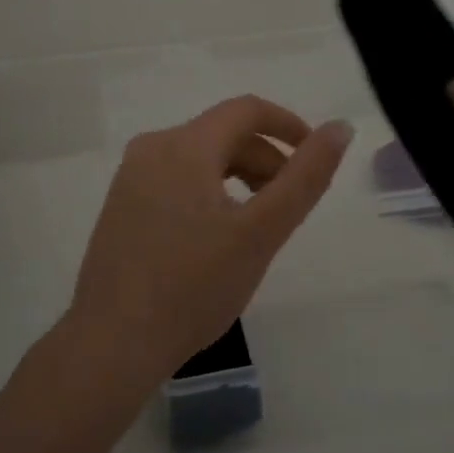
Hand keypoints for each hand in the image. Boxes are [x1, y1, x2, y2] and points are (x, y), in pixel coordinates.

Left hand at [60, 96, 352, 385]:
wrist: (114, 342)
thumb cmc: (194, 286)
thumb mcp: (261, 231)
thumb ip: (305, 177)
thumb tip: (340, 127)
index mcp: (184, 145)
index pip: (246, 110)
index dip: (288, 125)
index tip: (315, 156)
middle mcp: (151, 148)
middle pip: (222, 134)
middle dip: (265, 159)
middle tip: (291, 205)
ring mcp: (130, 178)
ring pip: (199, 159)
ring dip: (239, 176)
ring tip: (259, 223)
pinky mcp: (121, 206)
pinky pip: (175, 180)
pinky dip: (209, 192)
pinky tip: (217, 236)